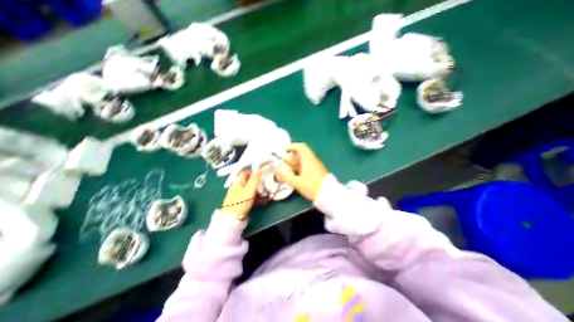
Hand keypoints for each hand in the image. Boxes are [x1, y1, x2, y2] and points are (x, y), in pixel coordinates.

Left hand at [221, 168, 261, 218]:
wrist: (232, 218)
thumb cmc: (241, 202)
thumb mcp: (250, 190)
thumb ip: (255, 179)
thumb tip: (259, 169)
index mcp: (238, 182)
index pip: (245, 173)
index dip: (253, 173)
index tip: (261, 176)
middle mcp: (237, 187)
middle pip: (248, 181)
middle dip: (257, 183)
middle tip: (264, 187)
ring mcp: (238, 195)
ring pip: (249, 189)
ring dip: (257, 191)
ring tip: (264, 195)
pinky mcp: (240, 202)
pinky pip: (248, 197)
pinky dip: (255, 197)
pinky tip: (260, 202)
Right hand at [277, 142, 329, 200]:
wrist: (328, 194)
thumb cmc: (312, 186)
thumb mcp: (297, 182)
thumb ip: (286, 176)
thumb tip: (277, 170)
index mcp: (308, 159)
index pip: (300, 147)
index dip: (291, 146)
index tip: (283, 151)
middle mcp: (312, 160)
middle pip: (301, 154)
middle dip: (290, 157)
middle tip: (283, 163)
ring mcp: (315, 165)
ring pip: (303, 161)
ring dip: (294, 163)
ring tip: (287, 170)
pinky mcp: (317, 171)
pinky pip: (306, 166)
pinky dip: (299, 168)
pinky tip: (295, 176)